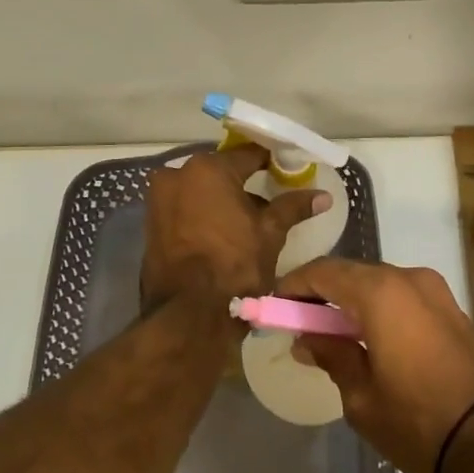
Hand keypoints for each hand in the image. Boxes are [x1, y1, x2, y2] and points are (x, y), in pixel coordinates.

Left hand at [141, 146, 327, 309]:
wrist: (189, 317)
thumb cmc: (234, 266)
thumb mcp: (270, 233)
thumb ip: (293, 207)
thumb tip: (323, 196)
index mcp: (207, 169)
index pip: (249, 155)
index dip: (272, 163)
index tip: (288, 172)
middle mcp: (176, 175)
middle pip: (221, 172)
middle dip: (243, 184)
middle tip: (270, 201)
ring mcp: (158, 201)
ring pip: (200, 191)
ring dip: (222, 201)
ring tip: (248, 222)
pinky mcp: (151, 225)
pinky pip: (184, 209)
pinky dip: (203, 216)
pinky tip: (223, 235)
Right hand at [276, 259, 473, 472]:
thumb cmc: (419, 422)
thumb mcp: (361, 397)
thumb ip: (331, 355)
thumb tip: (307, 338)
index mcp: (380, 291)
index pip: (323, 272)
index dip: (294, 285)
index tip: (275, 306)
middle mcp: (409, 278)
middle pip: (353, 274)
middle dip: (322, 293)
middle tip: (299, 324)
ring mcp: (436, 291)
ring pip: (380, 284)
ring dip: (352, 302)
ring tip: (331, 335)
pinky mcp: (453, 309)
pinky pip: (403, 298)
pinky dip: (379, 310)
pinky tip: (368, 340)